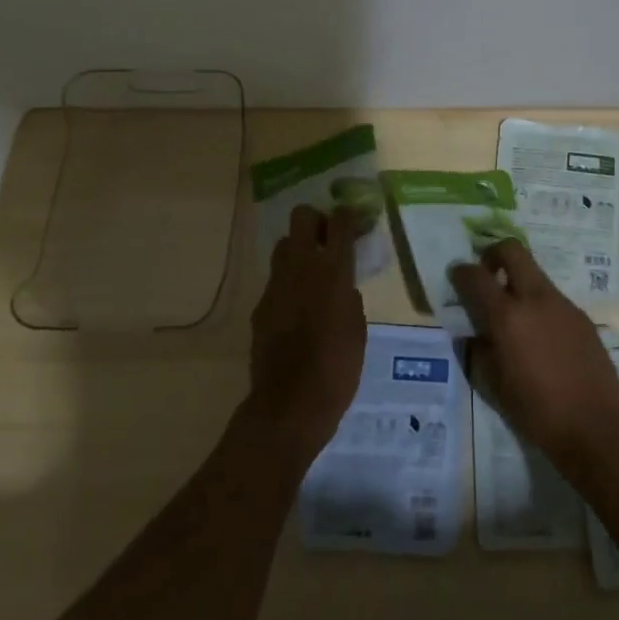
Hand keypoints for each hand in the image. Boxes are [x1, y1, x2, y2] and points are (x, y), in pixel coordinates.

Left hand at [245, 205, 366, 460]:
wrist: (290, 404)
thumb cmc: (338, 368)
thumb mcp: (358, 328)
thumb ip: (349, 296)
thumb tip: (341, 286)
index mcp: (334, 271)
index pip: (340, 222)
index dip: (347, 215)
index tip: (353, 219)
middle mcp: (302, 267)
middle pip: (302, 217)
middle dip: (316, 220)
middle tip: (328, 238)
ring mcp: (276, 284)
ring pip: (284, 245)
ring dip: (298, 249)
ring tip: (311, 273)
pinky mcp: (260, 305)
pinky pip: (276, 280)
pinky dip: (288, 284)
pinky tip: (297, 309)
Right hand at [450, 240, 618, 471]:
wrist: (595, 428)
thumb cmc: (536, 412)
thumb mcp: (493, 385)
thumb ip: (480, 349)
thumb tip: (475, 332)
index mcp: (507, 317)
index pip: (476, 277)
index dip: (461, 271)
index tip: (456, 274)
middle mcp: (535, 299)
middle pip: (513, 251)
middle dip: (494, 254)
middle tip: (487, 274)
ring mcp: (563, 305)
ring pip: (536, 274)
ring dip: (519, 283)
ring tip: (515, 317)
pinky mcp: (582, 317)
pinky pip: (553, 299)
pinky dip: (539, 306)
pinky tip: (541, 338)